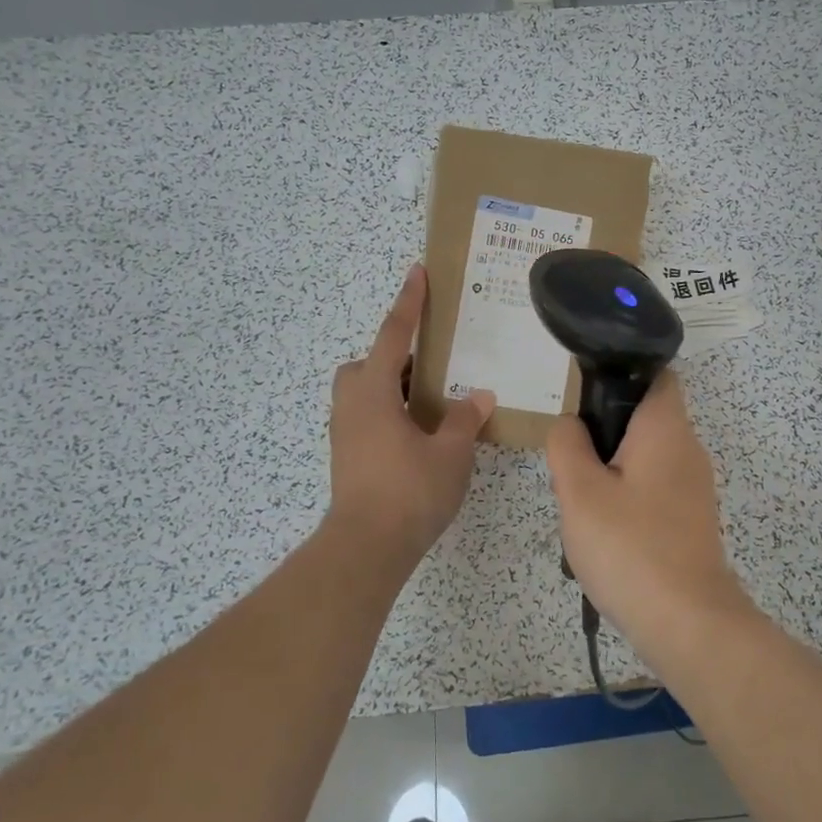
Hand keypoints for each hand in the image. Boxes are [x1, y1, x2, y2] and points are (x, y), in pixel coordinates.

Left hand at [328, 265, 495, 568]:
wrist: (366, 548)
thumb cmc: (409, 492)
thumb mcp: (449, 452)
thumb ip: (464, 419)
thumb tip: (478, 396)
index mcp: (374, 393)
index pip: (392, 335)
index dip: (408, 303)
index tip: (417, 272)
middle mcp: (351, 406)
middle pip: (366, 364)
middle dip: (392, 355)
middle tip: (429, 366)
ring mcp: (344, 433)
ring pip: (363, 392)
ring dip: (390, 386)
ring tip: (429, 401)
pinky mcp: (346, 457)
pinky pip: (366, 416)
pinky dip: (388, 411)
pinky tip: (417, 434)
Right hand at [545, 370, 742, 638]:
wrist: (687, 623)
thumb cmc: (630, 547)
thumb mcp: (579, 491)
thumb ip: (567, 445)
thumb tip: (571, 424)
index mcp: (666, 428)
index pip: (656, 374)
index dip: (620, 375)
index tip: (584, 399)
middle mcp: (688, 449)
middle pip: (643, 419)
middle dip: (603, 434)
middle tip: (571, 464)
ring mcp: (694, 487)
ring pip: (644, 458)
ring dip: (611, 471)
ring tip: (581, 503)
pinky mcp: (692, 519)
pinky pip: (653, 490)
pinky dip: (627, 499)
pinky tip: (604, 533)